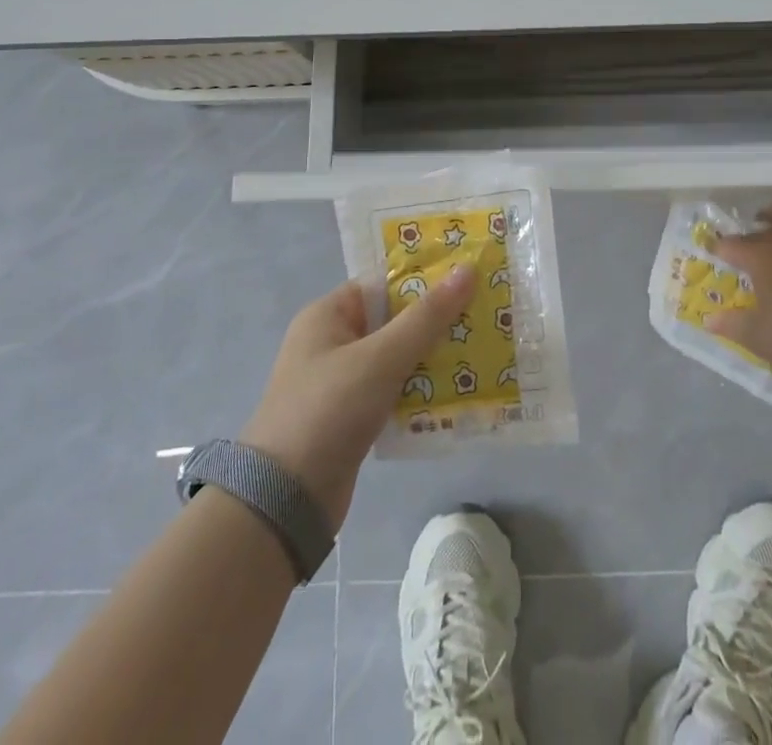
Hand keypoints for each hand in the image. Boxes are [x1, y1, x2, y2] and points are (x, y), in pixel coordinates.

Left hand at [239, 266, 476, 527]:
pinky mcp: (354, 417)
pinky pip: (397, 390)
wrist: (284, 503)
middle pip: (396, 319)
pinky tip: (461, 391)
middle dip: (439, 320)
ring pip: (400, 357)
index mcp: (329, 315)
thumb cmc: (328, 411)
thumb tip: (468, 269)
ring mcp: (343, 382)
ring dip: (436, 357)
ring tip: (484, 349)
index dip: (427, 277)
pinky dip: (423, 390)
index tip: (471, 276)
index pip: (385, 282)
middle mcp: (334, 342)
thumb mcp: (381, 358)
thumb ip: (427, 316)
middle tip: (487, 314)